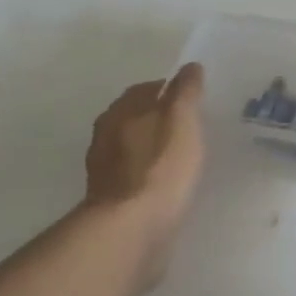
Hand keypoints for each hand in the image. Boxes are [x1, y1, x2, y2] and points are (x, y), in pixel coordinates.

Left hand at [84, 64, 206, 281]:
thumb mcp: (181, 122)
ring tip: (180, 154)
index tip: (190, 97)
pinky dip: (148, 174)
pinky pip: (133, 177)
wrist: (131, 229)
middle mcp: (105, 136)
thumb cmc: (160, 168)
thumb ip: (185, 93)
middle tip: (188, 124)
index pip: (144, 90)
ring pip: (131, 148)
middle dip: (157, 118)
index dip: (167, 89)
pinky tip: (166, 183)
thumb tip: (189, 66)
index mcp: (120, 112)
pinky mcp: (111, 200)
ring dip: (151, 147)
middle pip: (133, 118)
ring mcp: (105, 170)